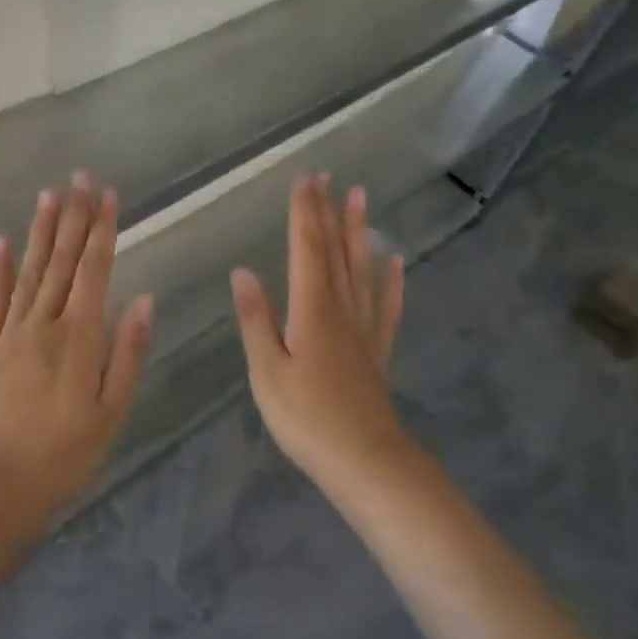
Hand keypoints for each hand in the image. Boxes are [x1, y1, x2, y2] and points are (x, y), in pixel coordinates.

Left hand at [0, 172, 154, 526]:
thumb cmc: (64, 454)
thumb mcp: (111, 411)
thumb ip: (127, 353)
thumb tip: (143, 300)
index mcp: (79, 338)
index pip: (94, 271)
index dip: (101, 231)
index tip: (106, 195)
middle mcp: (44, 324)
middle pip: (61, 262)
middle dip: (73, 217)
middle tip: (79, 178)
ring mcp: (10, 333)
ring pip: (29, 272)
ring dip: (40, 232)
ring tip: (48, 195)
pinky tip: (2, 242)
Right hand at [230, 176, 406, 486]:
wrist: (364, 461)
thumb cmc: (306, 418)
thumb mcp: (266, 371)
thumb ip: (256, 320)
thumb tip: (242, 272)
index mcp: (311, 311)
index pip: (306, 251)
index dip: (304, 215)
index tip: (304, 181)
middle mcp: (341, 310)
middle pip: (335, 252)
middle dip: (329, 213)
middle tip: (330, 177)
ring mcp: (363, 330)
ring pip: (361, 270)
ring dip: (359, 233)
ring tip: (361, 199)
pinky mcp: (376, 351)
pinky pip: (385, 306)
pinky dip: (389, 280)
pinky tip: (394, 261)